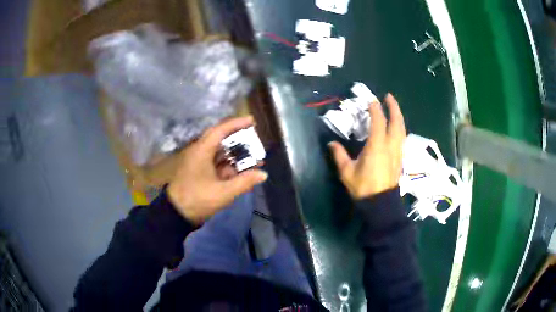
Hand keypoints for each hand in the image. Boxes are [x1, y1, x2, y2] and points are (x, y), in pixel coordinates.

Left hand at [168, 116, 267, 223]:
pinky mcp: (200, 173)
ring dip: (236, 155)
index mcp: (202, 151)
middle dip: (239, 139)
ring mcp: (199, 163)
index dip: (237, 124)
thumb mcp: (223, 192)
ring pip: (220, 153)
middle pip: (221, 139)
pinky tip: (243, 171)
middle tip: (255, 138)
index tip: (252, 120)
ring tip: (254, 158)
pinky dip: (230, 166)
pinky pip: (217, 164)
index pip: (220, 130)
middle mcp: (200, 152)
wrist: (177, 214)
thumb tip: (263, 174)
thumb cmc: (198, 199)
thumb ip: (244, 182)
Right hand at [328, 94, 405, 198]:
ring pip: (402, 129)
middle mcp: (390, 146)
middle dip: (393, 107)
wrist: (380, 204)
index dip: (376, 109)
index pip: (379, 122)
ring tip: (394, 109)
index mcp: (377, 146)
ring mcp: (397, 152)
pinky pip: (402, 138)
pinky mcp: (400, 158)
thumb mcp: (347, 172)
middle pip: (396, 122)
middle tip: (388, 97)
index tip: (371, 101)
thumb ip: (340, 155)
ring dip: (399, 116)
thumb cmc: (363, 187)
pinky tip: (396, 127)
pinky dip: (400, 128)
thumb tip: (332, 144)